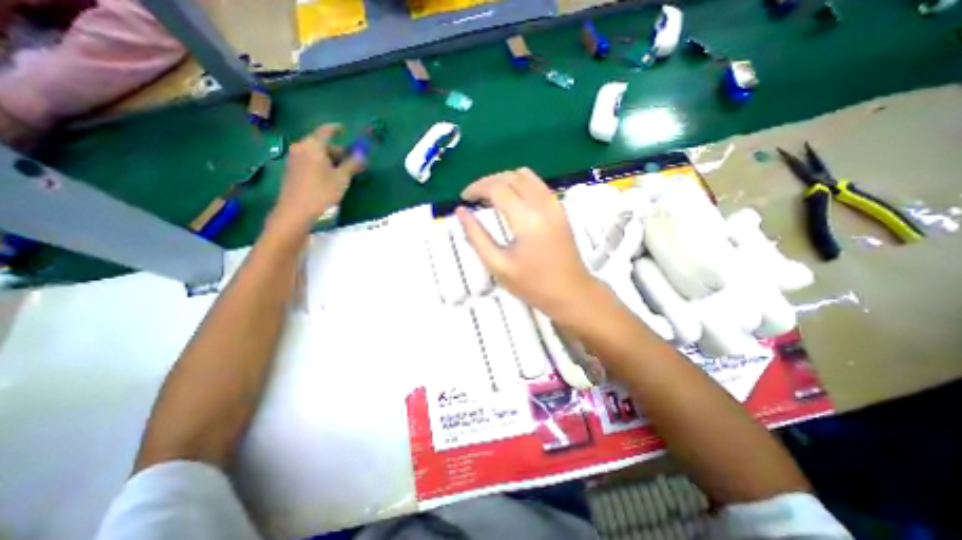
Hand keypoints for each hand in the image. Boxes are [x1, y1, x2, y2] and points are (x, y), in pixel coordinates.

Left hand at [268, 125, 365, 234]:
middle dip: (336, 150)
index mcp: (313, 146)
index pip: (326, 131)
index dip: (336, 129)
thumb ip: (353, 164)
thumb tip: (362, 155)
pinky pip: (308, 160)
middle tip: (350, 160)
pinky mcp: (291, 170)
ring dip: (329, 158)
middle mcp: (301, 147)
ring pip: (315, 153)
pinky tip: (328, 176)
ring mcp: (294, 158)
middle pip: (321, 143)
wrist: (296, 210)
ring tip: (342, 171)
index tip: (344, 130)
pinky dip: (320, 163)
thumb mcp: (342, 178)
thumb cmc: (322, 191)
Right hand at [458, 167, 606, 319]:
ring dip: (504, 180)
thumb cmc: (533, 285)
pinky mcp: (560, 209)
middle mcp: (542, 204)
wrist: (572, 293)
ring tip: (490, 195)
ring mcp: (555, 204)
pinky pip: (537, 184)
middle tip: (473, 197)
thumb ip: (477, 236)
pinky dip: (519, 184)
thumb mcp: (498, 265)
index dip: (476, 188)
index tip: (463, 198)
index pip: (497, 188)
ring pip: (525, 176)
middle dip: (488, 181)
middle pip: (511, 177)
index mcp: (527, 219)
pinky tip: (511, 199)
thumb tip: (461, 212)